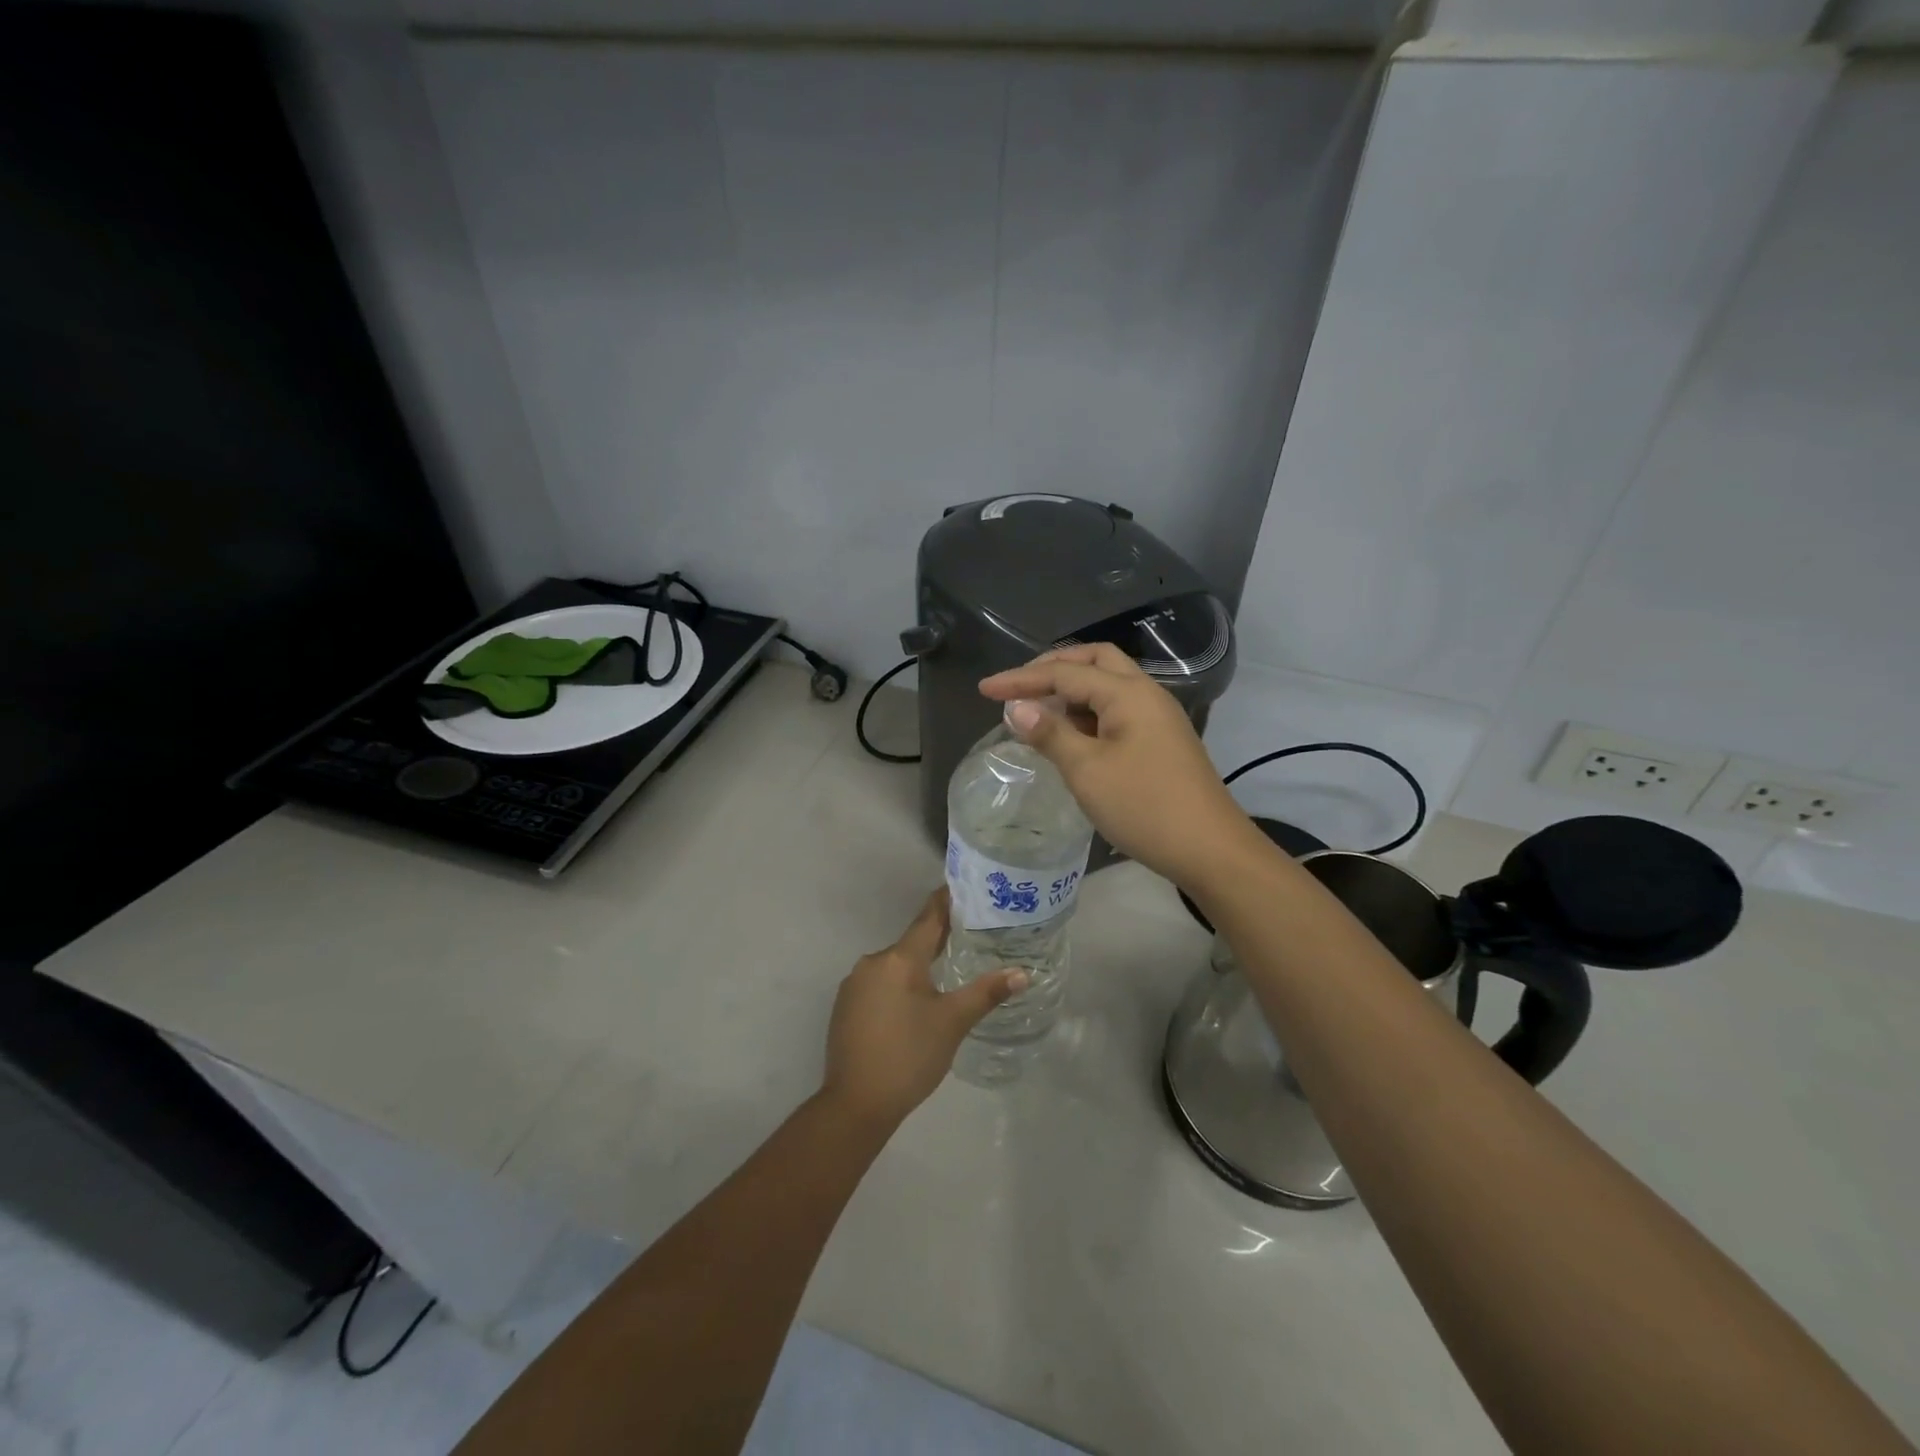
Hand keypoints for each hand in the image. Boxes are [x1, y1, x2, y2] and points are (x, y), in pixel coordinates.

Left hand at [821, 890, 1027, 1128]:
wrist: (855, 1104)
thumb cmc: (909, 1056)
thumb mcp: (953, 1023)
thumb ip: (986, 993)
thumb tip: (1022, 973)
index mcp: (899, 959)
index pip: (928, 918)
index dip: (946, 901)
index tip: (963, 887)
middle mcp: (873, 962)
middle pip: (912, 942)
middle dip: (938, 939)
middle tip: (969, 935)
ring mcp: (854, 984)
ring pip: (895, 965)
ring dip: (918, 966)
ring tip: (947, 972)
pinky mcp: (845, 1006)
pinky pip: (879, 983)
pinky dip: (899, 985)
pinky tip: (914, 1004)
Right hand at [979, 644, 1264, 889]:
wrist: (1210, 850)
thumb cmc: (1145, 807)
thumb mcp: (1087, 771)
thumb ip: (1050, 734)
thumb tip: (1016, 708)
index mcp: (1128, 693)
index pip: (1064, 673)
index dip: (1020, 679)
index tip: (983, 690)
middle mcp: (1145, 694)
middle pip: (1094, 661)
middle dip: (1052, 668)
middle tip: (1018, 687)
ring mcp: (1157, 717)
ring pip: (1107, 686)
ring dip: (1070, 691)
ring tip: (1036, 712)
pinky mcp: (1160, 741)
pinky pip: (1116, 711)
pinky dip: (1086, 714)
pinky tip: (1068, 736)